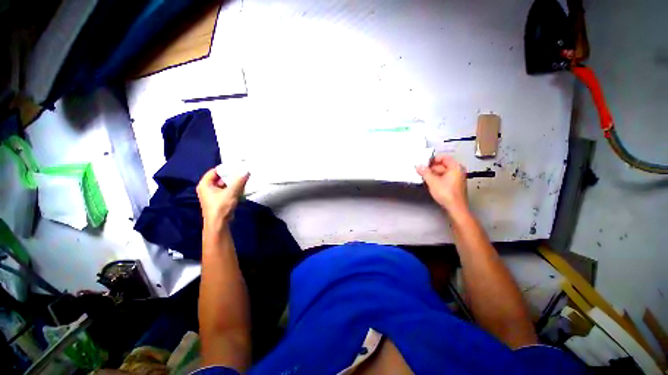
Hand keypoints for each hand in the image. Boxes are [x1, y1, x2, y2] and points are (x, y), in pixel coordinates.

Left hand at [196, 168, 249, 230]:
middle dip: (232, 176)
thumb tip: (246, 171)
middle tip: (242, 172)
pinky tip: (243, 188)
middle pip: (220, 178)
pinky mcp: (220, 201)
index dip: (225, 168)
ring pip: (225, 185)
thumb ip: (239, 181)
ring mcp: (213, 195)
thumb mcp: (231, 192)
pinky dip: (234, 189)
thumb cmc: (221, 206)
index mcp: (205, 184)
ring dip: (234, 183)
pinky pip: (227, 191)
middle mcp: (207, 188)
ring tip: (245, 179)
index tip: (236, 166)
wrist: (219, 224)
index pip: (214, 171)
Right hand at [416, 155, 468, 214]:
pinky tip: (430, 182)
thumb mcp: (432, 181)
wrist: (455, 208)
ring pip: (442, 172)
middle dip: (431, 167)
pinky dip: (436, 179)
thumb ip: (425, 172)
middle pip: (442, 165)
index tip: (425, 162)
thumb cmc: (448, 195)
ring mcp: (456, 179)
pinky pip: (444, 178)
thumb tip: (419, 167)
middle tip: (422, 170)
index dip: (433, 159)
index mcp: (455, 167)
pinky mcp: (453, 186)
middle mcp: (458, 172)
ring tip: (424, 177)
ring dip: (433, 174)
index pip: (444, 157)